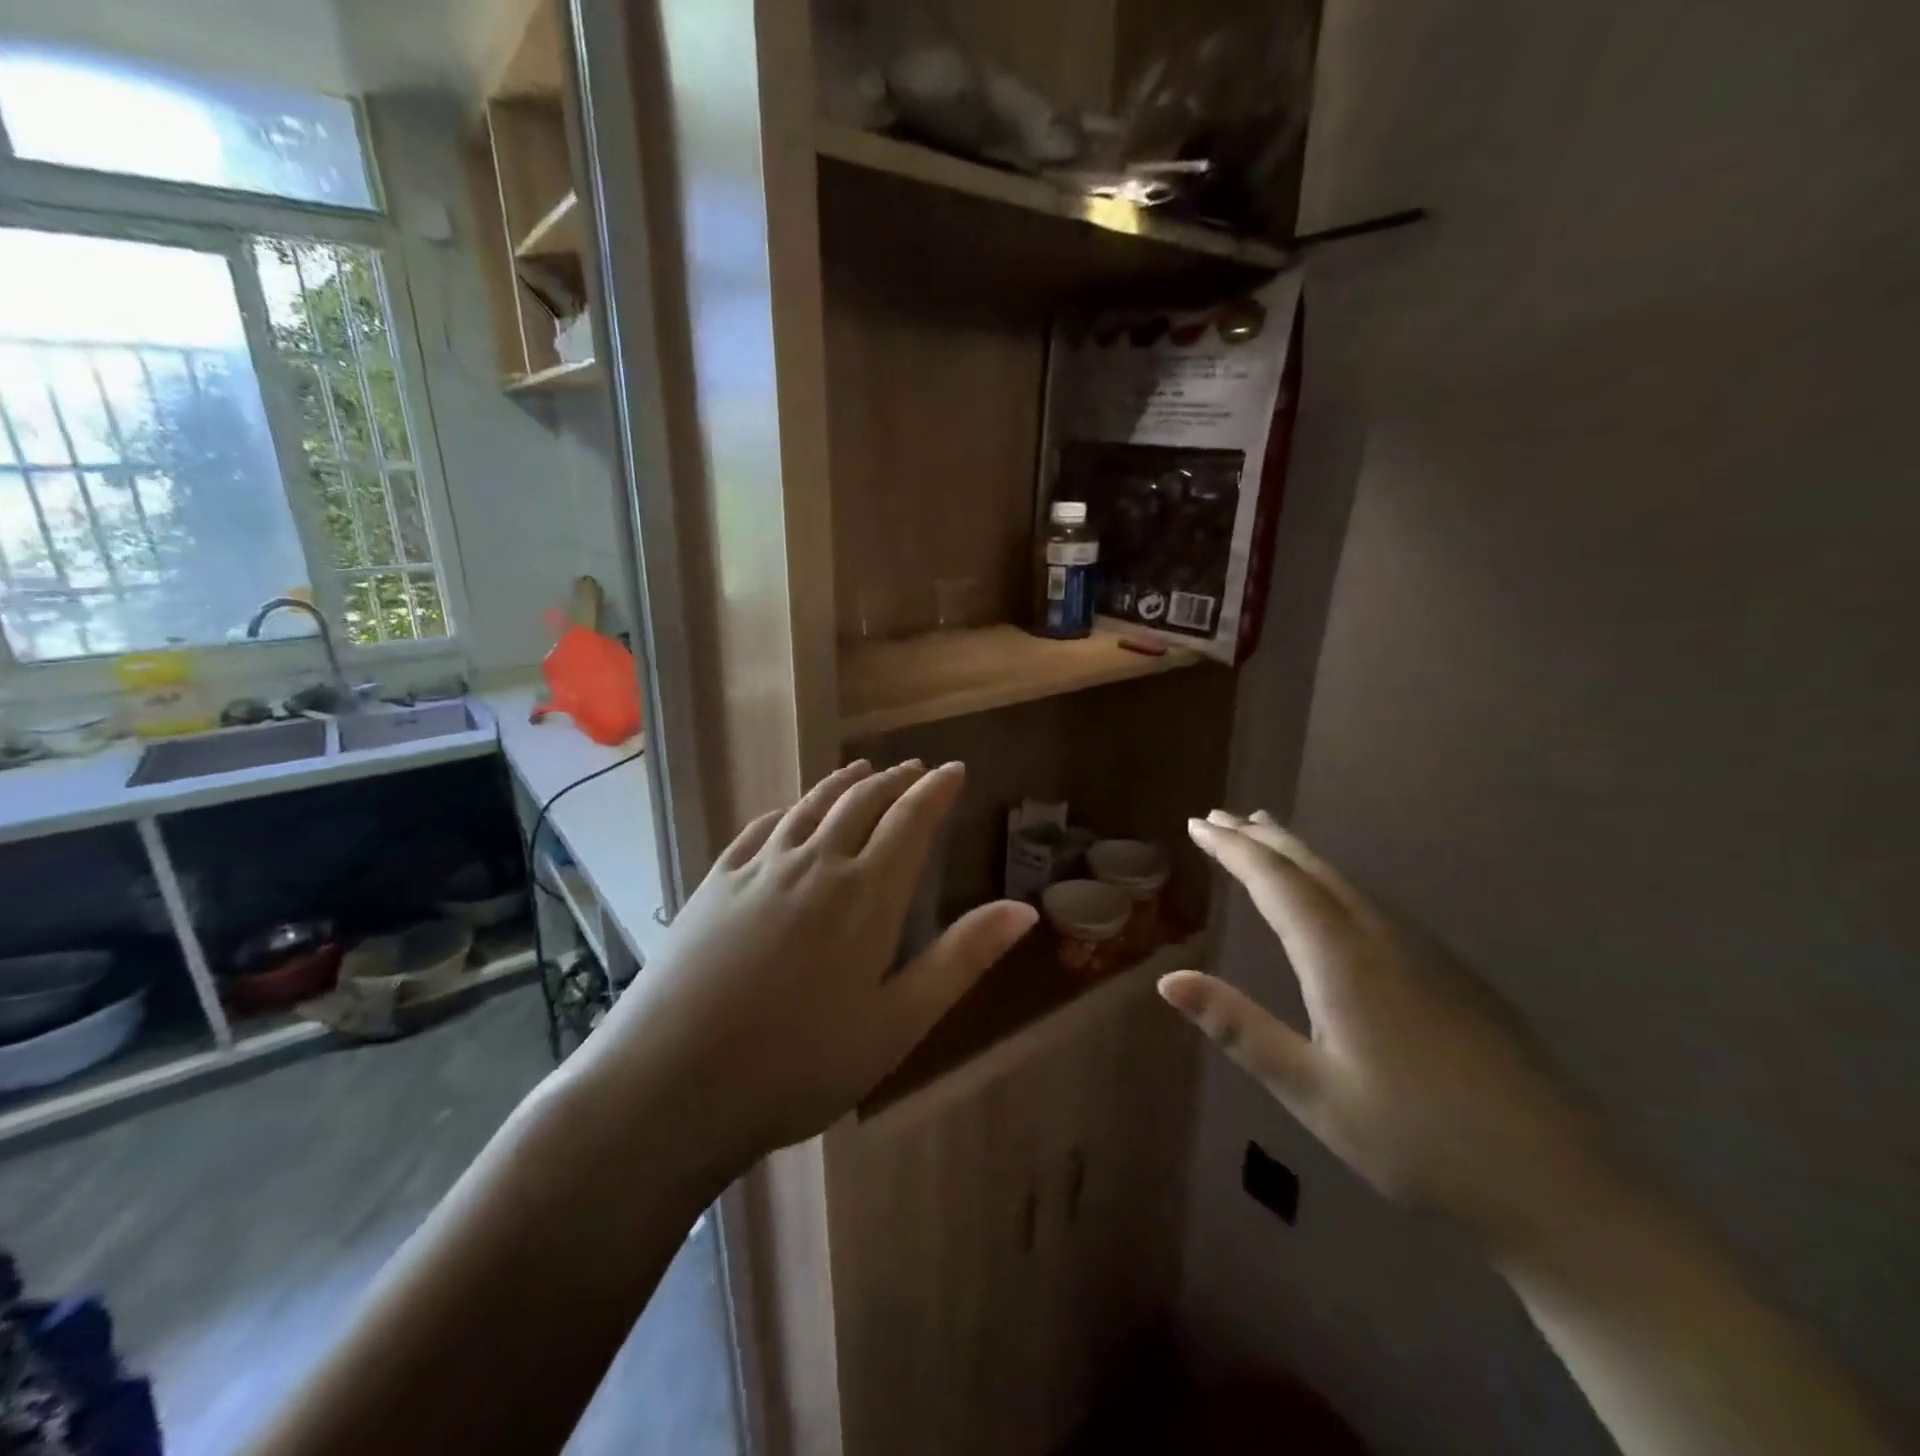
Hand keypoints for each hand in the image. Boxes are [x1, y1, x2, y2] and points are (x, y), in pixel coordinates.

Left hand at [579, 760, 1036, 1177]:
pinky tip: (788, 813)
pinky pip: (760, 829)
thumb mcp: (898, 1023)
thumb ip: (961, 959)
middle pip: (861, 803)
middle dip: (894, 780)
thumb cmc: (799, 1065)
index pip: (911, 821)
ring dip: (842, 784)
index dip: (936, 791)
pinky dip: (786, 811)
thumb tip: (1024, 910)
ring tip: (863, 770)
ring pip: (810, 808)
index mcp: (865, 895)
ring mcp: (758, 870)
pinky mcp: (715, 884)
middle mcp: (815, 864)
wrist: (671, 1085)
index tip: (953, 769)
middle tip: (915, 768)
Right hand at [1161, 810, 1614, 1249]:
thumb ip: (1238, 1028)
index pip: (1276, 882)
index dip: (1233, 849)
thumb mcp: (1311, 1091)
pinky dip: (1333, 881)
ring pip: (1347, 881)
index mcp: (1342, 959)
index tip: (1198, 824)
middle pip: (1313, 868)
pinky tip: (1333, 896)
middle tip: (1222, 815)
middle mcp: (1382, 938)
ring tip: (1267, 835)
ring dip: (1298, 854)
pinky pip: (1374, 902)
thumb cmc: (1415, 1140)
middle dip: (1262, 838)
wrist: (1559, 1184)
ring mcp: (1425, 951)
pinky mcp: (1452, 972)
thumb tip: (1167, 979)